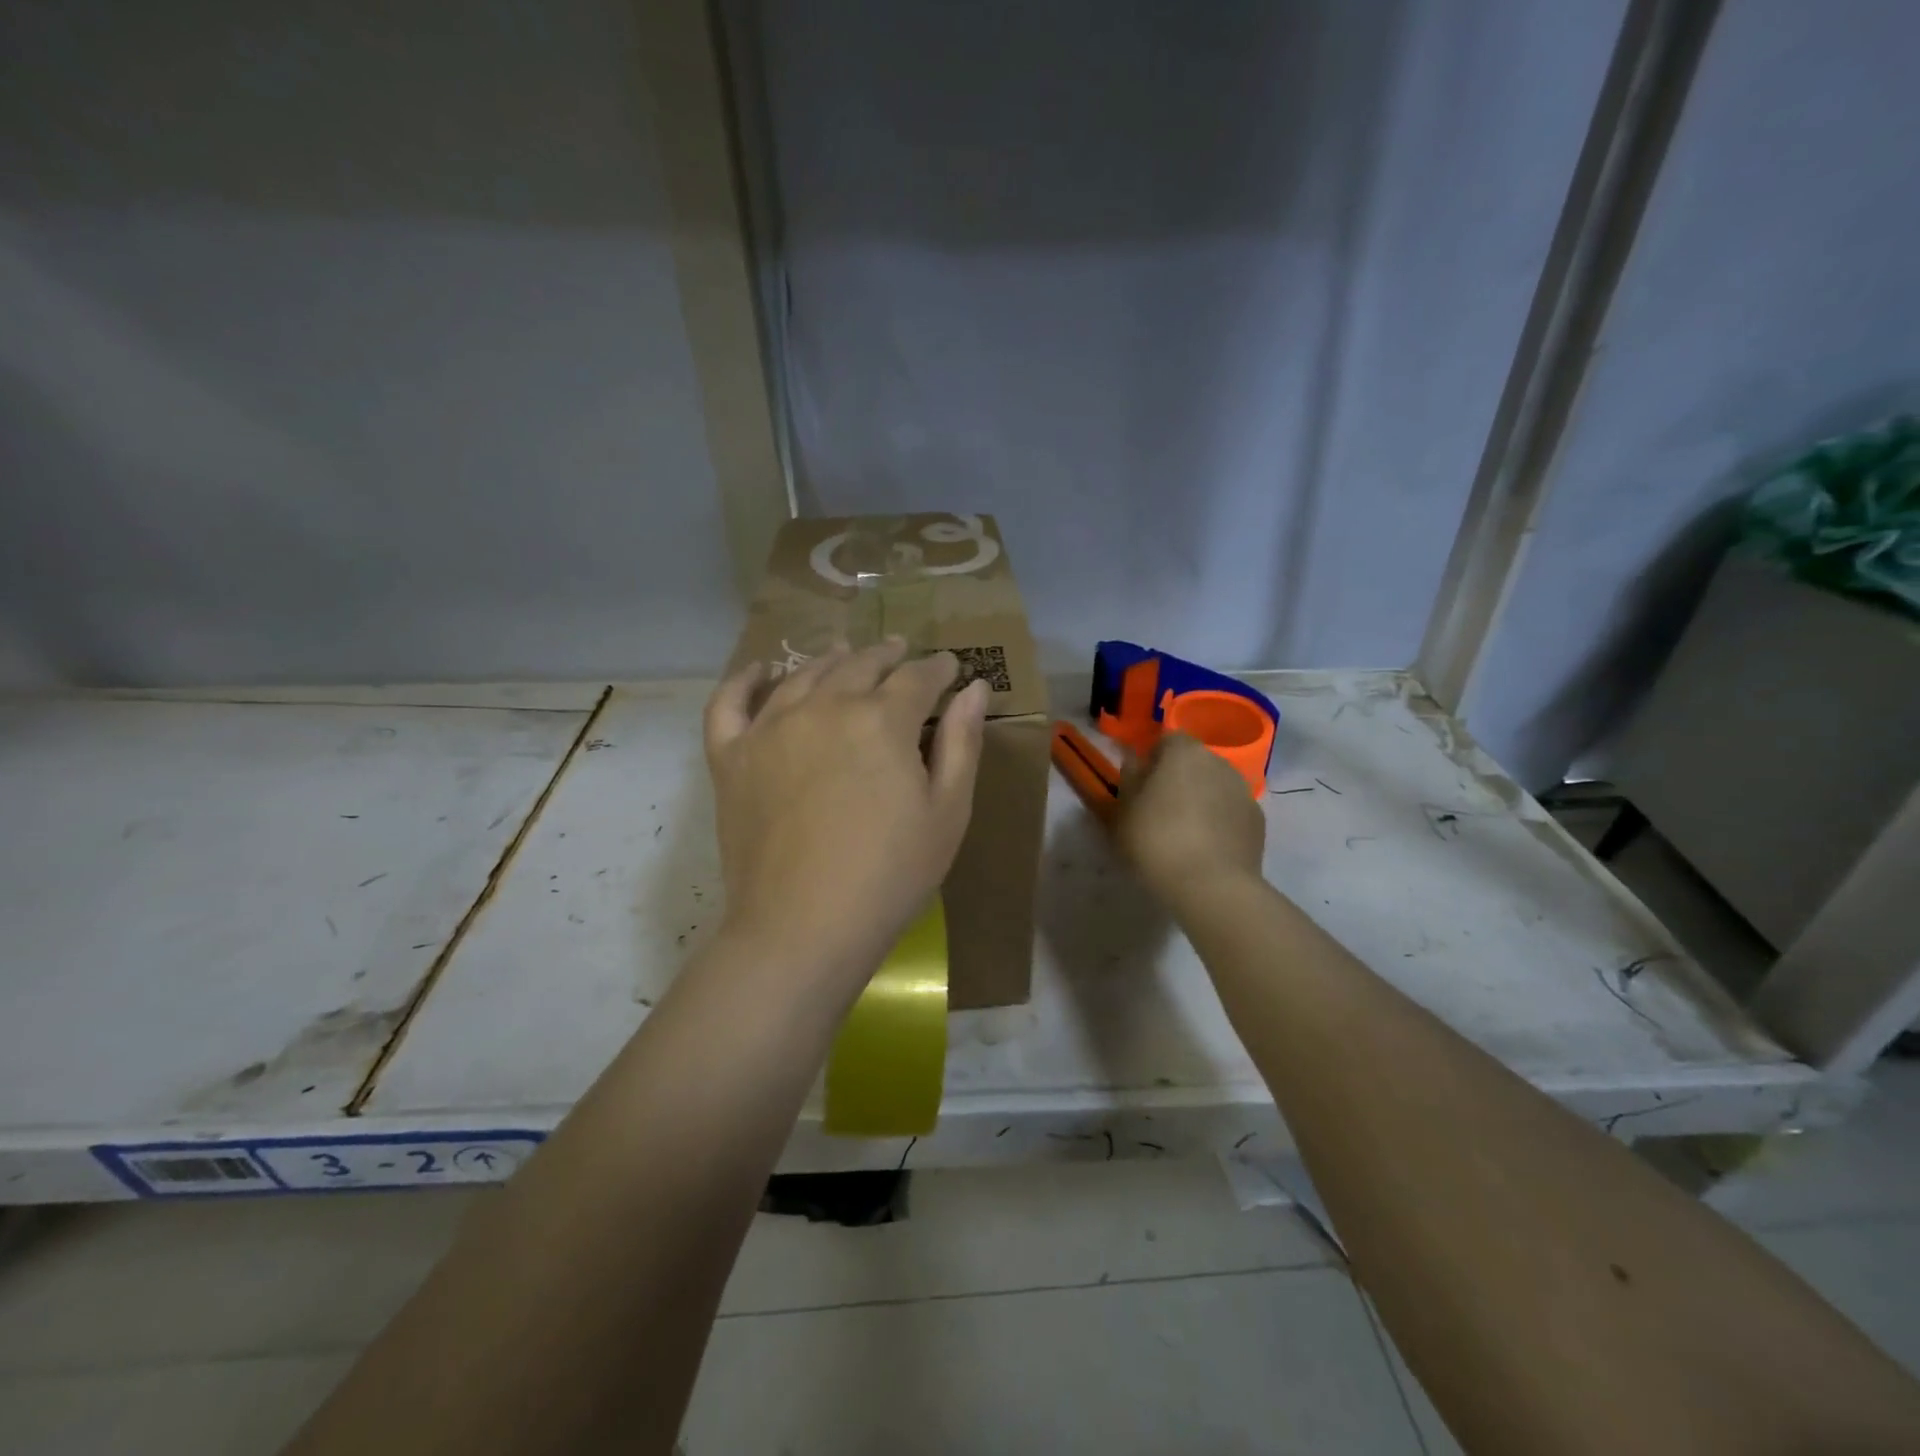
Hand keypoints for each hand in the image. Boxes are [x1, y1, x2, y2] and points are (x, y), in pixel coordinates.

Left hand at [703, 639, 989, 988]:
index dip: (939, 669)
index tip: (950, 667)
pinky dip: (744, 680)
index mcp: (882, 719)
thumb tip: (973, 688)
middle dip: (887, 655)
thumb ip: (962, 743)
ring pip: (804, 675)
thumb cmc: (890, 875)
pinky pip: (730, 703)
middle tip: (900, 652)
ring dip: (832, 659)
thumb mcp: (947, 813)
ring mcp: (769, 728)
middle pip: (860, 665)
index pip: (917, 678)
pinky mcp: (730, 757)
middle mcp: (824, 706)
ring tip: (846, 652)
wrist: (802, 929)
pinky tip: (760, 669)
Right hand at [1114, 732, 1266, 905]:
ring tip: (1183, 833)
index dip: (1153, 758)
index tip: (1140, 784)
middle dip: (1178, 778)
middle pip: (1194, 762)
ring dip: (1201, 799)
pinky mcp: (1258, 821)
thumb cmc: (1156, 840)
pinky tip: (1206, 849)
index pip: (1167, 739)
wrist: (1211, 885)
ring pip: (1215, 786)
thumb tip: (1133, 761)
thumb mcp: (1123, 810)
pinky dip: (1220, 822)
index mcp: (1184, 752)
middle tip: (1159, 808)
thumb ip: (1128, 778)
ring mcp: (1243, 791)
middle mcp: (1219, 762)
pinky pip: (1231, 812)